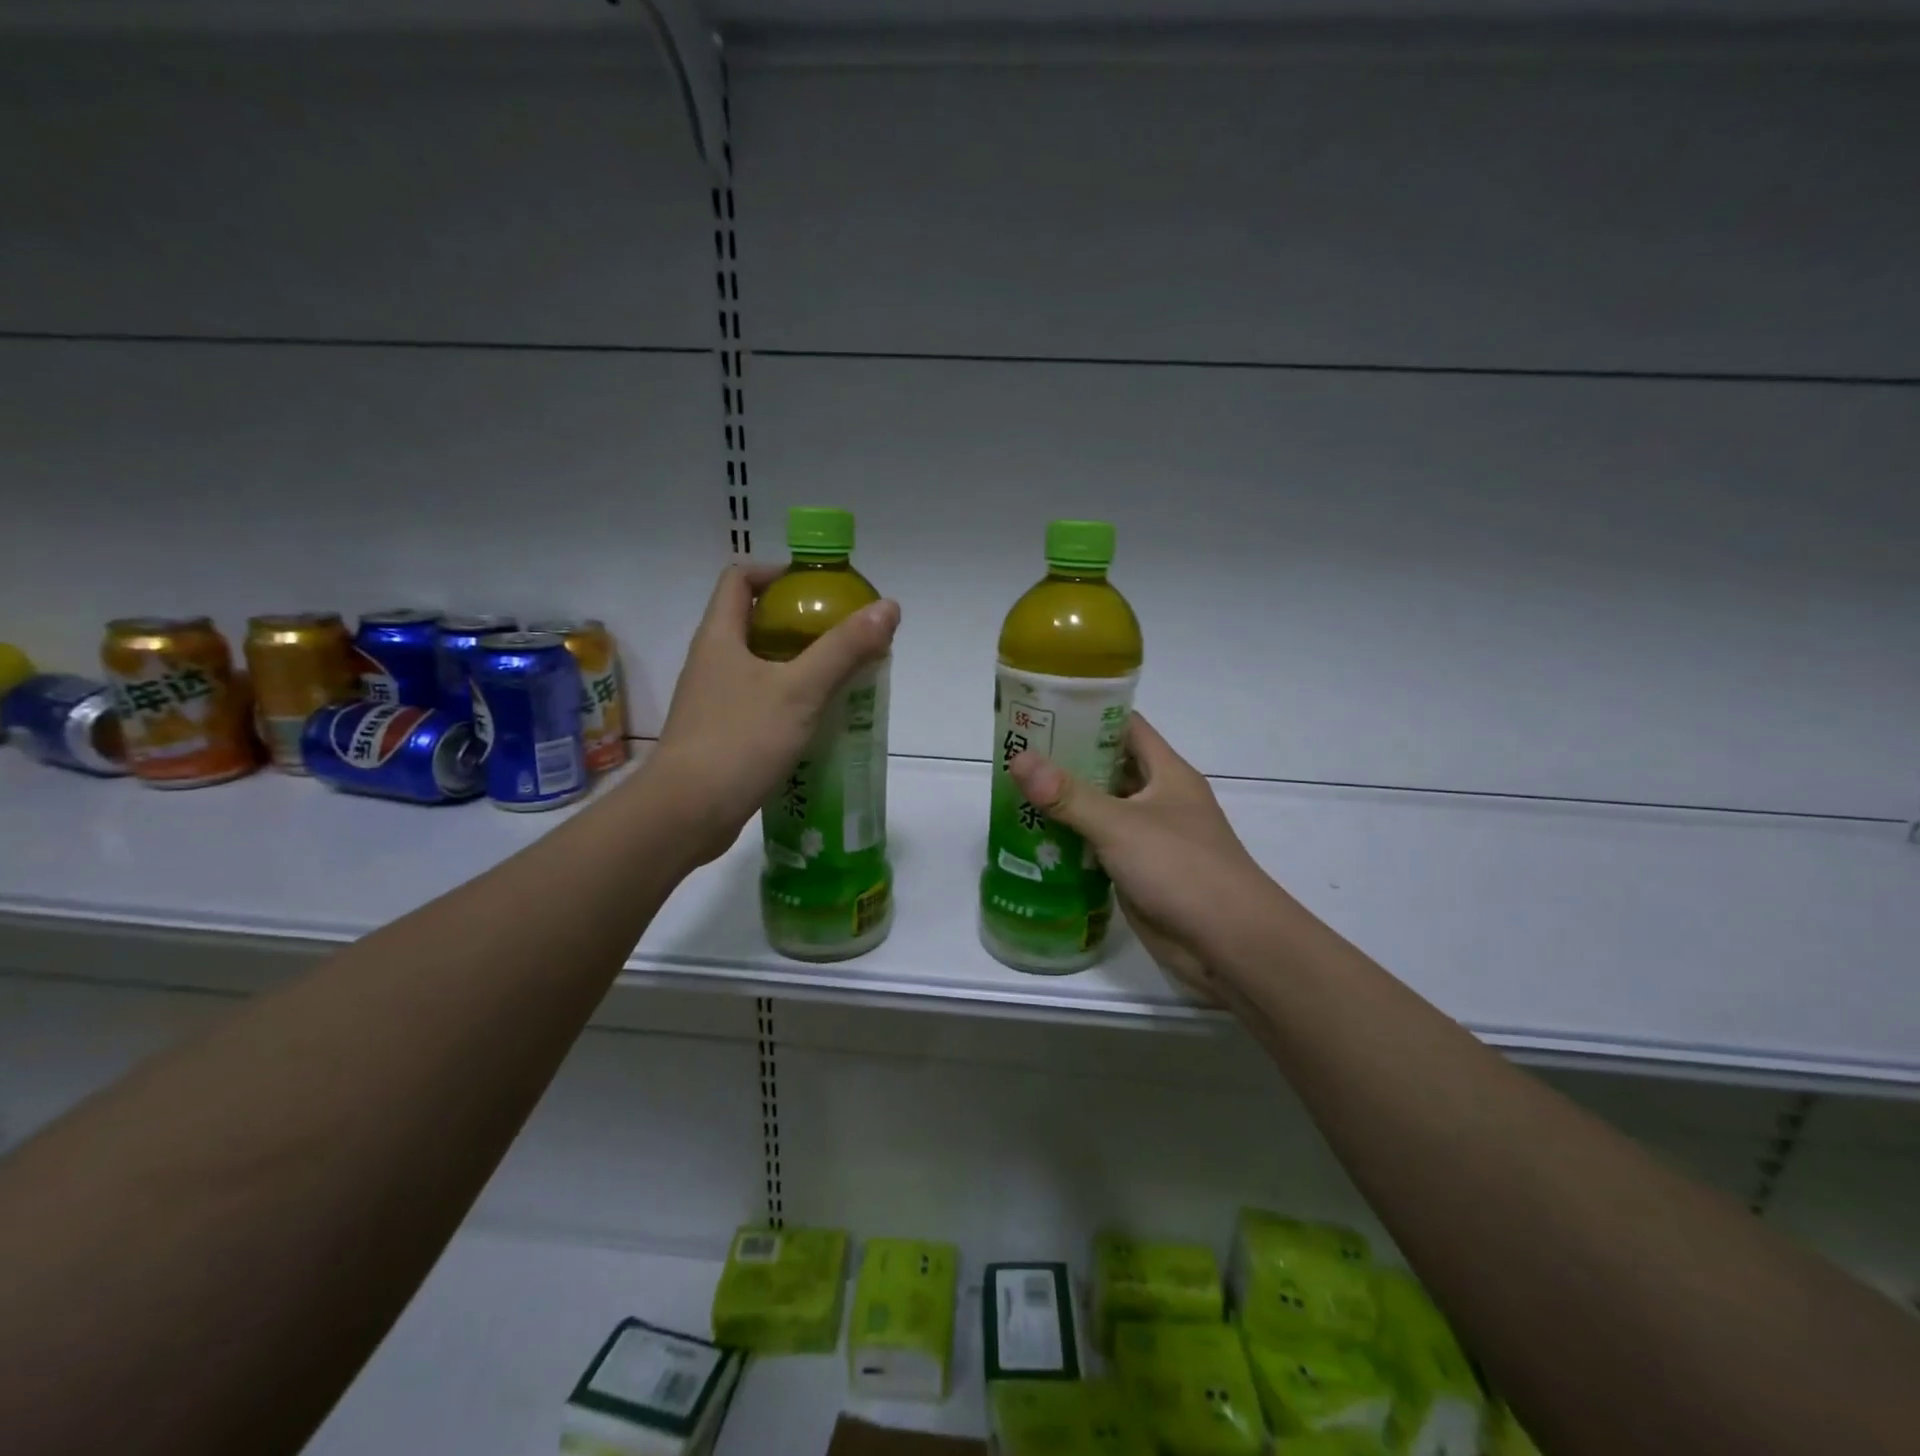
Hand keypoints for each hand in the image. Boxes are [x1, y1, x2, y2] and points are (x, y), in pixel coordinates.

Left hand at [645, 564, 899, 865]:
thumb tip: (888, 607)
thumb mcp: (801, 690)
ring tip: (840, 678)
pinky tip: (817, 721)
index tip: (817, 589)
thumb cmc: (740, 740)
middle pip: (754, 622)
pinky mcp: (720, 735)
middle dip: (799, 623)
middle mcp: (710, 662)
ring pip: (758, 666)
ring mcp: (712, 701)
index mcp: (719, 636)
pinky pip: (758, 703)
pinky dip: (788, 701)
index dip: (777, 573)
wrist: (686, 813)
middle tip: (842, 637)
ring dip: (797, 665)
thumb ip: (844, 648)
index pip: (739, 579)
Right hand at [1006, 715, 1279, 998]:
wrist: (1229, 944)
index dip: (1088, 714)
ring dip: (1065, 805)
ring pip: (1101, 810)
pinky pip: (1099, 849)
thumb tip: (1019, 759)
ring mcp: (1149, 838)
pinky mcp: (1138, 873)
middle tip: (1015, 756)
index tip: (1042, 710)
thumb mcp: (1121, 825)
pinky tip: (1034, 843)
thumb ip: (1069, 795)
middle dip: (1065, 761)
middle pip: (1108, 768)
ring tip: (1013, 795)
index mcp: (1166, 773)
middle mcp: (1159, 799)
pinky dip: (1071, 844)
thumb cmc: (1182, 869)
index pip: (1125, 727)